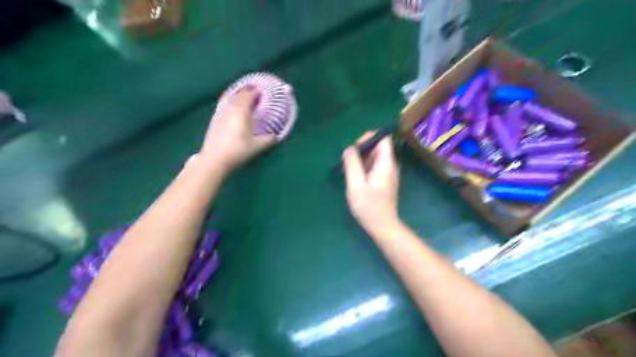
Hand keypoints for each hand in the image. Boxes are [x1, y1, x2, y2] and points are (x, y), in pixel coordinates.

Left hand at [200, 88, 277, 172]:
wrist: (215, 159)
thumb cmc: (238, 150)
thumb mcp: (258, 146)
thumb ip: (269, 139)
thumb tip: (276, 136)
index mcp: (242, 110)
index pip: (249, 94)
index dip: (257, 91)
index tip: (264, 90)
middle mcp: (230, 107)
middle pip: (239, 93)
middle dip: (248, 90)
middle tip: (256, 91)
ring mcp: (220, 112)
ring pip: (229, 96)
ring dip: (237, 93)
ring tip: (244, 95)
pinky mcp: (214, 119)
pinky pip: (224, 103)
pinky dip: (230, 100)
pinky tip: (232, 106)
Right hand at [346, 133, 397, 232]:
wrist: (382, 226)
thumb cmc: (369, 206)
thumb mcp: (356, 184)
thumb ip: (352, 164)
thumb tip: (349, 148)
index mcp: (386, 164)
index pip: (383, 139)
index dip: (370, 138)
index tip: (356, 148)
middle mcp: (390, 166)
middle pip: (379, 147)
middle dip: (363, 150)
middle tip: (349, 161)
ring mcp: (388, 174)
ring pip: (376, 157)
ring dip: (362, 160)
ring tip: (350, 172)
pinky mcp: (385, 181)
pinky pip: (375, 167)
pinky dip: (365, 168)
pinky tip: (356, 179)